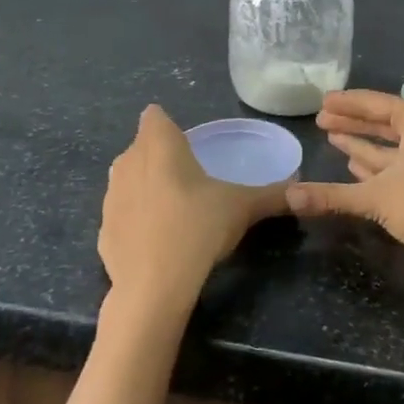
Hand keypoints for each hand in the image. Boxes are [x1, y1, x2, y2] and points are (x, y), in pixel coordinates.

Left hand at [98, 105, 287, 319]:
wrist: (153, 287)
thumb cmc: (198, 228)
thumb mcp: (243, 207)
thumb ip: (272, 194)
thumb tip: (301, 189)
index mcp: (159, 145)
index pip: (155, 116)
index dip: (168, 125)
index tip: (189, 144)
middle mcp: (128, 162)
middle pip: (141, 146)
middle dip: (159, 155)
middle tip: (190, 176)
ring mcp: (110, 197)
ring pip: (127, 178)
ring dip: (145, 185)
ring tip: (174, 207)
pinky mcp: (102, 231)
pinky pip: (122, 214)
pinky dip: (135, 220)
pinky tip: (156, 239)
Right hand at [288, 90, 403, 274]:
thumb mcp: (376, 196)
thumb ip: (331, 195)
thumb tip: (288, 196)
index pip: (373, 102)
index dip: (346, 103)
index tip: (322, 100)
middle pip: (381, 121)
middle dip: (351, 121)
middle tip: (320, 119)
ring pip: (389, 143)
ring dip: (362, 141)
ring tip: (332, 137)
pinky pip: (397, 162)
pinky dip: (375, 162)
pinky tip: (354, 164)